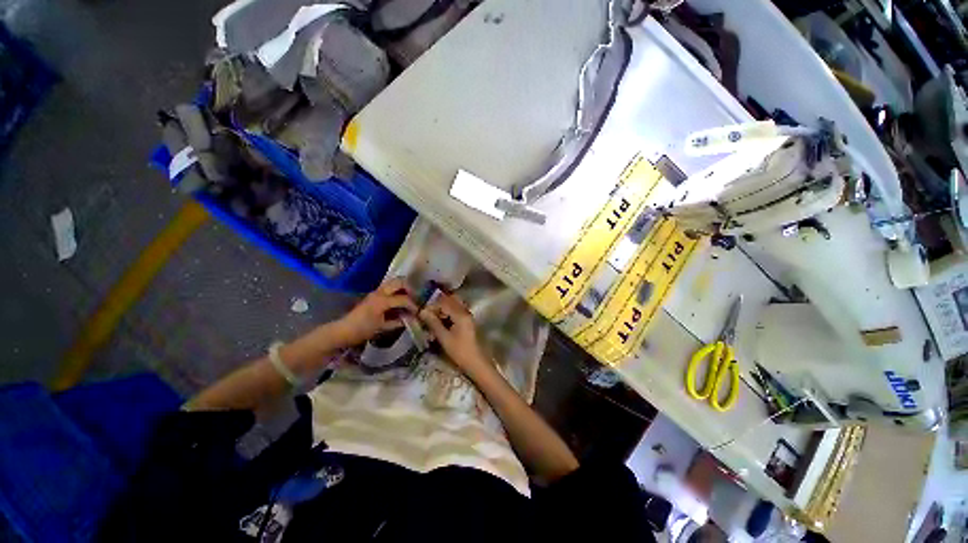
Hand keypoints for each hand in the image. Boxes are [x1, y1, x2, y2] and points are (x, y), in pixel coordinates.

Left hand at [333, 278, 418, 345]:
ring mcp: (376, 292)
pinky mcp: (373, 295)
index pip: (403, 299)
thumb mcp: (381, 327)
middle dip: (410, 288)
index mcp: (383, 301)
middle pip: (399, 282)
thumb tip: (410, 319)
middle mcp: (380, 293)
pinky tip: (400, 302)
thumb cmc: (362, 330)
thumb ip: (397, 322)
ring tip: (409, 299)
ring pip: (394, 283)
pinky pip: (389, 289)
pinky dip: (397, 292)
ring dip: (403, 288)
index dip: (413, 305)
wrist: (343, 330)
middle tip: (415, 298)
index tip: (418, 312)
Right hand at [419, 291, 489, 375]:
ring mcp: (468, 315)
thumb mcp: (444, 338)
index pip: (444, 303)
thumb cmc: (460, 351)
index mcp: (461, 314)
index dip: (431, 306)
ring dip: (442, 310)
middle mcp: (465, 311)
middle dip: (437, 306)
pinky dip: (448, 314)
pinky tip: (441, 323)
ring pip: (453, 306)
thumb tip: (422, 311)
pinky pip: (457, 312)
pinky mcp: (468, 321)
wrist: (477, 362)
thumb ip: (433, 323)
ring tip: (433, 320)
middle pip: (450, 301)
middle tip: (427, 315)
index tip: (422, 313)